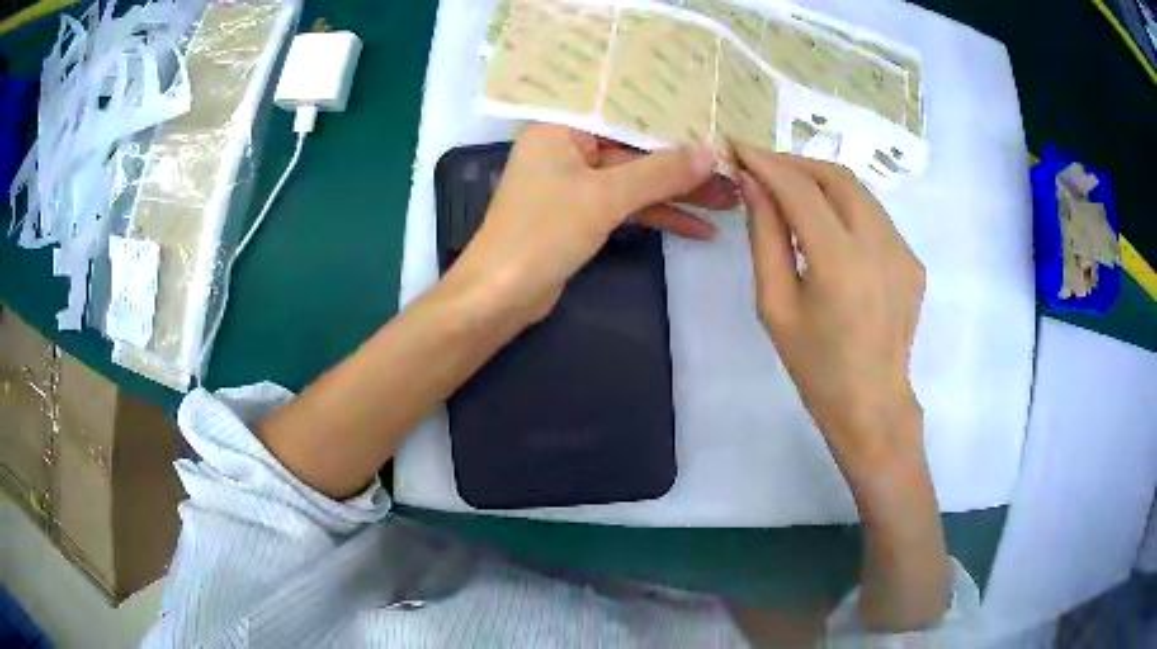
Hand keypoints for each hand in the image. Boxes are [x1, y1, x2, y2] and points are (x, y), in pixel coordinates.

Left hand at [445, 124, 735, 323]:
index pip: (624, 112)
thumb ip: (659, 173)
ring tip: (729, 200)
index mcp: (560, 128)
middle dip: (684, 165)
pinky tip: (700, 228)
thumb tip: (710, 153)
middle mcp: (567, 148)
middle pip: (636, 149)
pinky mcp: (583, 214)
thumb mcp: (604, 197)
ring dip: (679, 193)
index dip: (670, 117)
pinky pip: (628, 206)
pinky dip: (659, 216)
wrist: (500, 297)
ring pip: (636, 181)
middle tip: (732, 169)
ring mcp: (576, 183)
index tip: (712, 118)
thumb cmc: (542, 233)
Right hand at [736, 147, 949, 631]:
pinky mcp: (913, 260)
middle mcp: (879, 244)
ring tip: (792, 194)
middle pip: (836, 176)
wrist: (872, 405)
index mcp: (839, 261)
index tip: (738, 149)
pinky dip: (846, 208)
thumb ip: (765, 237)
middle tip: (765, 170)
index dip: (766, 162)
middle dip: (796, 163)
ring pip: (860, 191)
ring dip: (822, 181)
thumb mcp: (775, 305)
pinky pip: (875, 217)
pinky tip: (829, 230)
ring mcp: (903, 250)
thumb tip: (753, 185)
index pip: (800, 188)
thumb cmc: (815, 366)